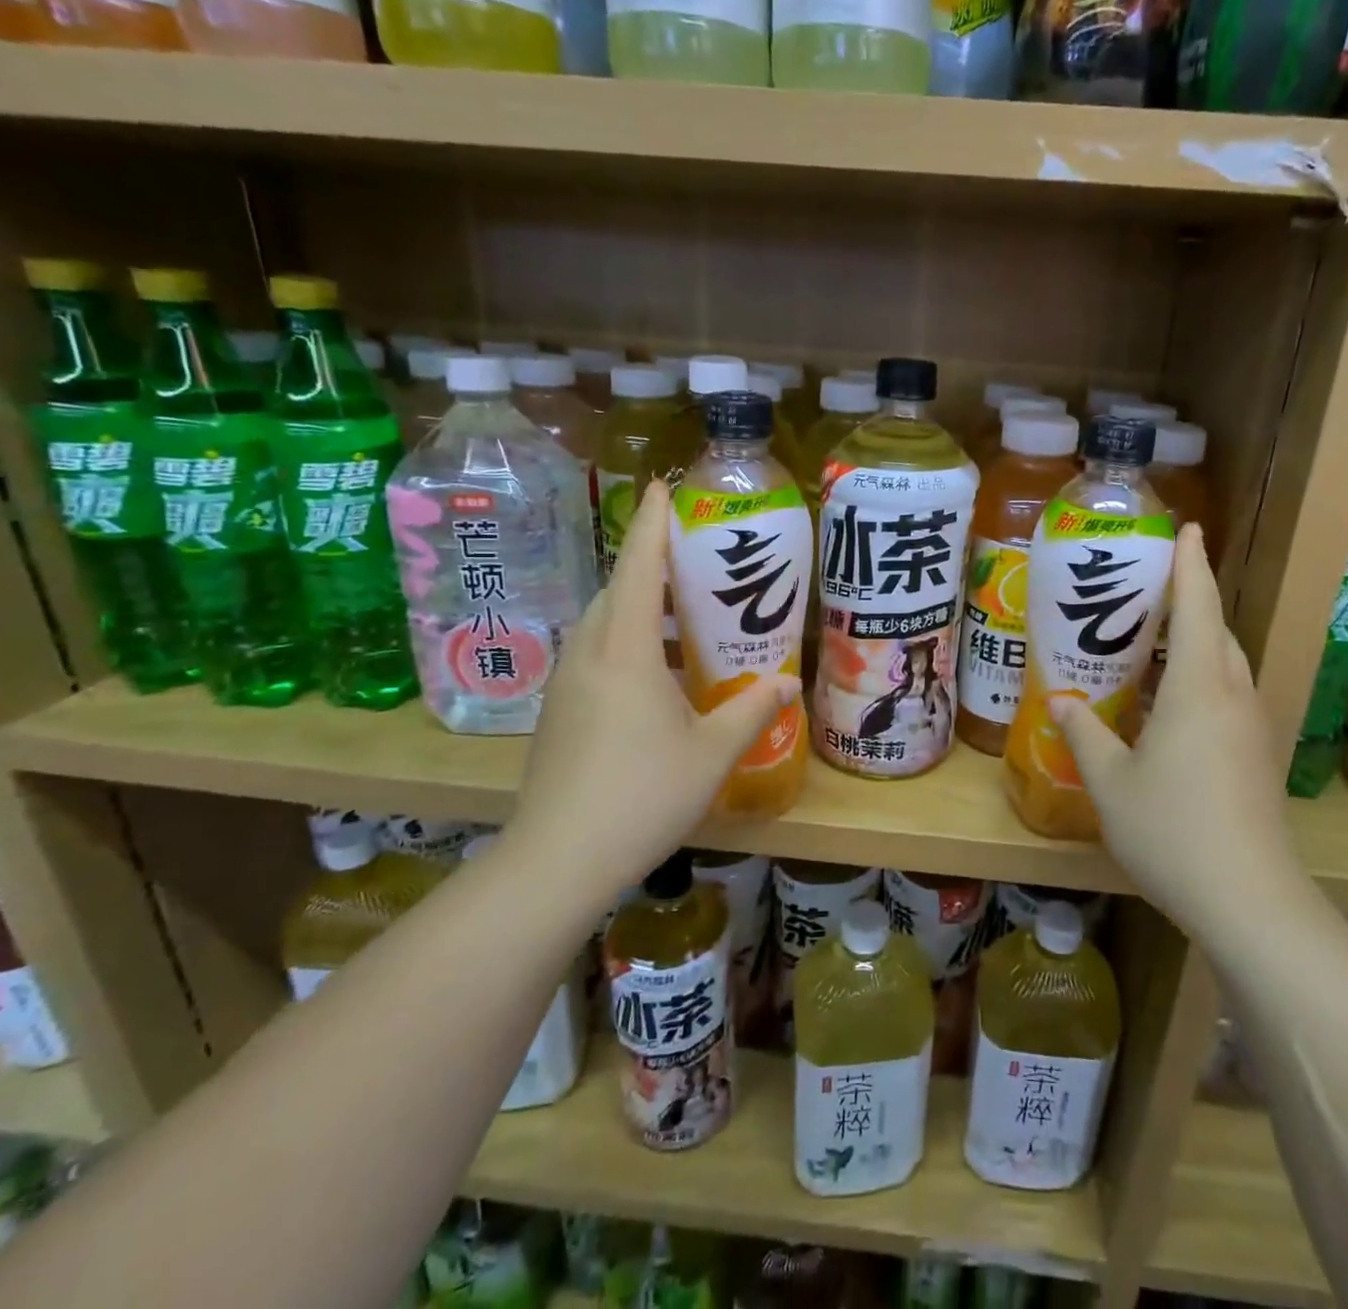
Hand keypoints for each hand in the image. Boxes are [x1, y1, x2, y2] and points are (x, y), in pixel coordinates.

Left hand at [511, 481, 799, 893]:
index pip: (639, 569)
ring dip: (638, 608)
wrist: (558, 861)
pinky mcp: (558, 712)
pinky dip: (626, 643)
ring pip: (602, 625)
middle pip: (617, 591)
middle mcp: (589, 654)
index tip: (664, 486)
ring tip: (682, 615)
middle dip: (650, 565)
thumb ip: (754, 709)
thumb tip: (789, 682)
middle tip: (693, 559)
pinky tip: (657, 675)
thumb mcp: (713, 752)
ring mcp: (566, 684)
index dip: (654, 525)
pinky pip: (595, 655)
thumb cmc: (644, 795)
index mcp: (625, 651)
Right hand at [1050, 524, 1308, 938]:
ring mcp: (1252, 728)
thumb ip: (1085, 736)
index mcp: (1198, 689)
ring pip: (1228, 665)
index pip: (1198, 607)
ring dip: (1199, 642)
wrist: (1250, 901)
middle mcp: (1233, 697)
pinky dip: (1203, 679)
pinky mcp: (1257, 757)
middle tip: (1151, 588)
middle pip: (1218, 631)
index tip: (1188, 528)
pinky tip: (1172, 704)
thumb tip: (1063, 702)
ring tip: (1156, 640)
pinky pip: (1230, 696)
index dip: (1191, 565)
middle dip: (1193, 600)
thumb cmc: (1172, 831)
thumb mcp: (1111, 783)